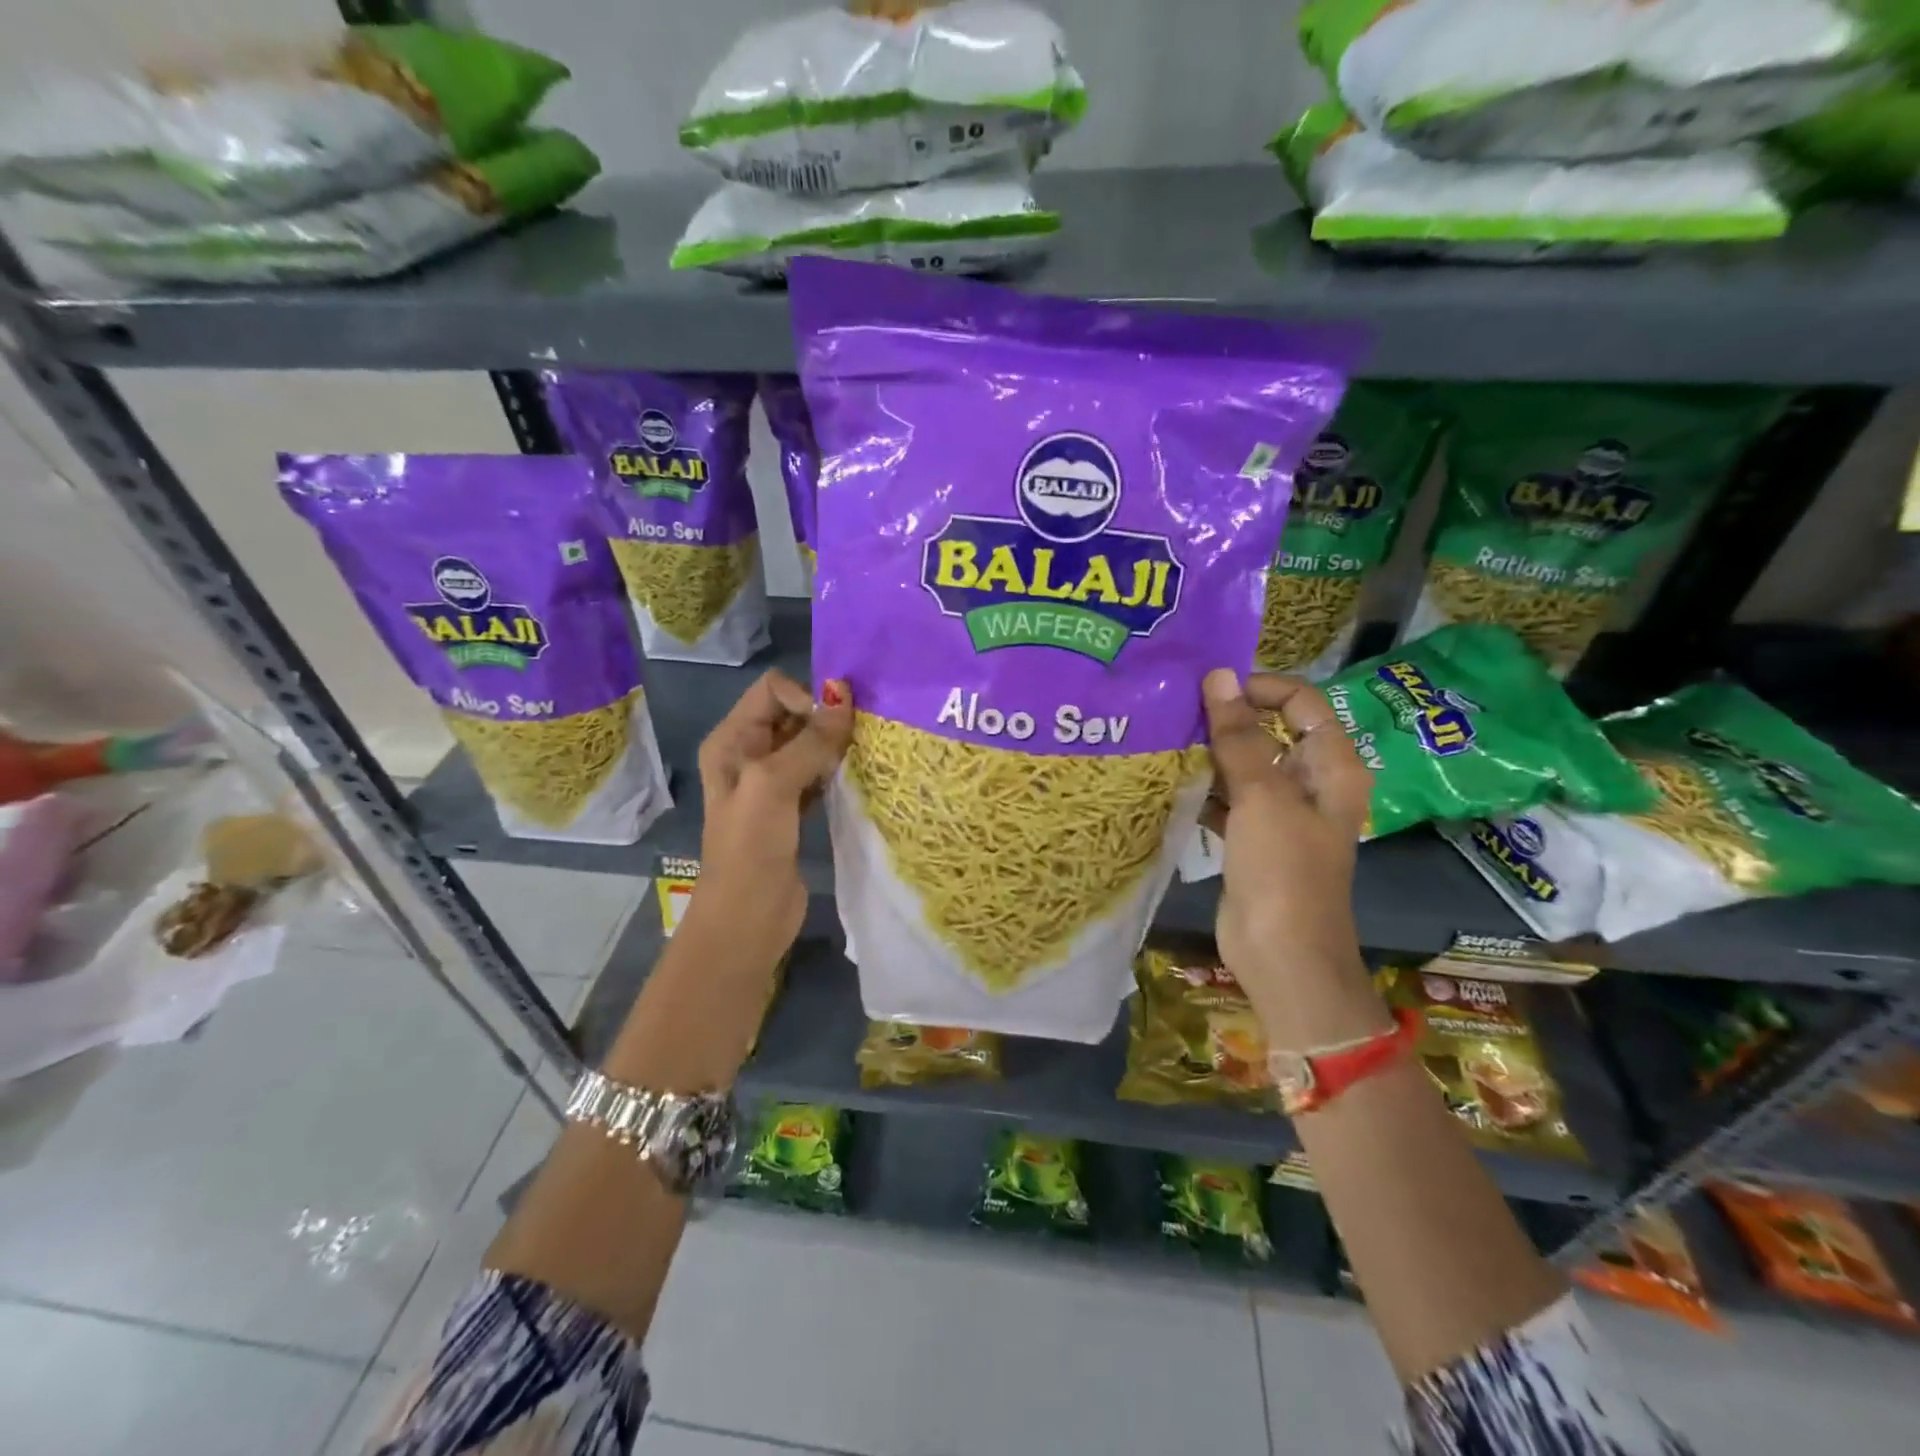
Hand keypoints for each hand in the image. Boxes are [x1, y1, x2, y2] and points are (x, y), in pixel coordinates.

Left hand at [692, 670, 852, 953]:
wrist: (747, 920)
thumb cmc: (751, 848)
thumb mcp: (773, 786)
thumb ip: (809, 742)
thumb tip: (845, 699)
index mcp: (732, 740)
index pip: (773, 690)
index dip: (806, 698)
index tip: (835, 726)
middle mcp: (749, 754)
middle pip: (793, 714)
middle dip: (826, 718)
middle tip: (861, 734)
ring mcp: (771, 784)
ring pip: (809, 744)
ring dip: (835, 744)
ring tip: (865, 753)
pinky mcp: (793, 808)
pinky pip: (819, 774)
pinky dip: (837, 770)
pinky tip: (859, 776)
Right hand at [1201, 668, 1371, 993]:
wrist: (1282, 955)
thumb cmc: (1283, 870)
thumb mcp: (1262, 796)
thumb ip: (1239, 736)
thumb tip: (1219, 676)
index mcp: (1331, 765)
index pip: (1300, 702)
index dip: (1258, 688)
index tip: (1210, 690)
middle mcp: (1310, 782)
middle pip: (1270, 731)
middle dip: (1227, 719)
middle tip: (1177, 710)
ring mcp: (1280, 812)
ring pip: (1244, 764)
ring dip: (1210, 753)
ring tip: (1166, 738)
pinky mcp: (1253, 837)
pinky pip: (1228, 797)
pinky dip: (1204, 787)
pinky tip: (1169, 779)